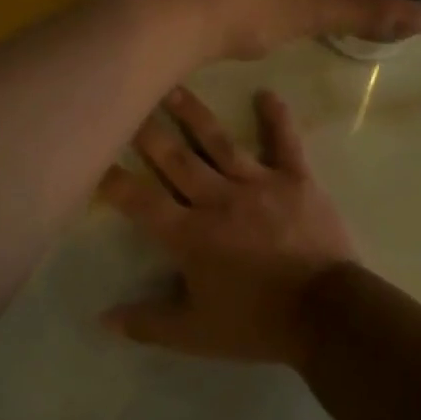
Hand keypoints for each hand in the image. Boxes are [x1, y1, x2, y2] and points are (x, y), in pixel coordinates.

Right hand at [97, 86, 354, 365]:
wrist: (327, 314)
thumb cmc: (257, 323)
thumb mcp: (196, 334)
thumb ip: (148, 324)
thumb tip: (103, 319)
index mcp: (190, 234)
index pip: (140, 201)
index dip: (113, 180)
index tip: (93, 158)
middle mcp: (218, 199)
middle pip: (175, 158)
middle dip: (147, 131)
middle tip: (127, 98)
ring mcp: (259, 184)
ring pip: (219, 142)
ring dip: (194, 113)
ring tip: (173, 86)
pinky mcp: (297, 179)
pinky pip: (285, 142)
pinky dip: (277, 118)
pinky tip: (267, 93)